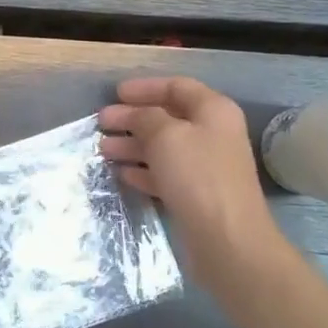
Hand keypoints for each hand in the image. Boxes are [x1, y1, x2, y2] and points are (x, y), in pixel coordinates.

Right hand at [100, 77, 282, 296]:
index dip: (145, 87)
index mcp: (213, 111)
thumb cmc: (197, 176)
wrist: (227, 240)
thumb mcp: (165, 135)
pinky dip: (143, 170)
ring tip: (102, 149)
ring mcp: (205, 166)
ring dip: (132, 145)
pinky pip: (165, 173)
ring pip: (163, 147)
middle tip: (101, 122)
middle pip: (167, 118)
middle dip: (132, 118)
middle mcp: (212, 134)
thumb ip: (145, 116)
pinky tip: (122, 173)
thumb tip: (134, 114)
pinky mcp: (197, 194)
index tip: (115, 93)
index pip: (177, 87)